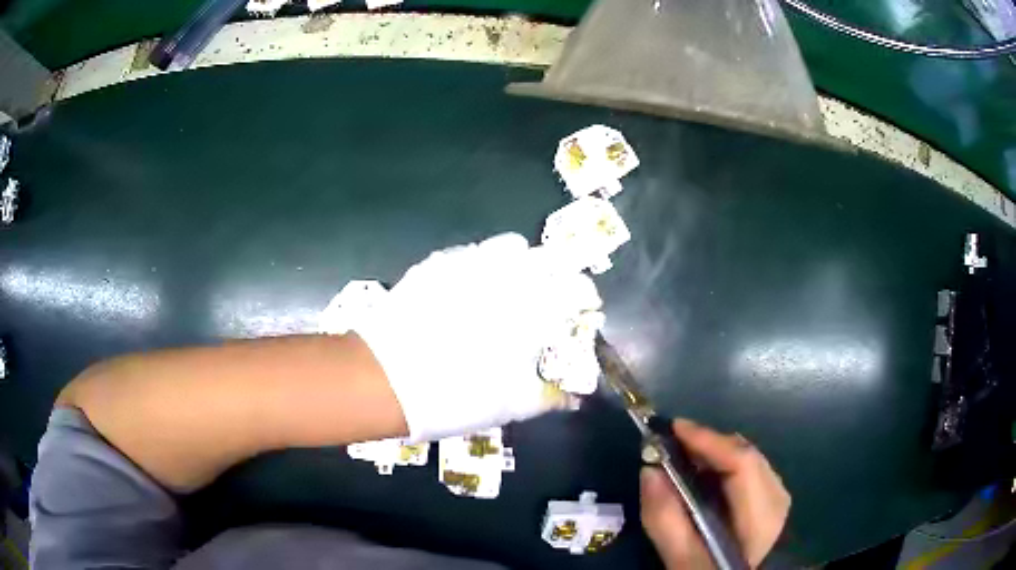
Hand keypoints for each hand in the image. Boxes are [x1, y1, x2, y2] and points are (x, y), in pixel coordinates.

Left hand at [355, 233, 599, 441]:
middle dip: (559, 271)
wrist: (387, 378)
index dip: (585, 296)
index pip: (577, 288)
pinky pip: (472, 251)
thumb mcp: (511, 405)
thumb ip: (549, 397)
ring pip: (510, 245)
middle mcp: (508, 277)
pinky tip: (471, 286)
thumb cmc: (458, 394)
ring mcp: (471, 264)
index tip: (583, 308)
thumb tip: (574, 400)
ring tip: (511, 284)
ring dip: (521, 261)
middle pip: (550, 256)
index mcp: (535, 310)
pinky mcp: (439, 263)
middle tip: (551, 294)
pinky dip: (483, 263)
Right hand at [640, 419, 790, 568]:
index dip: (709, 440)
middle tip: (671, 443)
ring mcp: (778, 500)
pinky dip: (724, 467)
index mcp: (763, 515)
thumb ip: (666, 520)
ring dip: (716, 454)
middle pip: (746, 455)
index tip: (672, 428)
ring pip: (748, 460)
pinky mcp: (772, 505)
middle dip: (709, 444)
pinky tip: (704, 479)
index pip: (742, 463)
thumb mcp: (684, 560)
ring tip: (683, 457)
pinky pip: (749, 472)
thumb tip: (649, 470)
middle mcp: (778, 498)